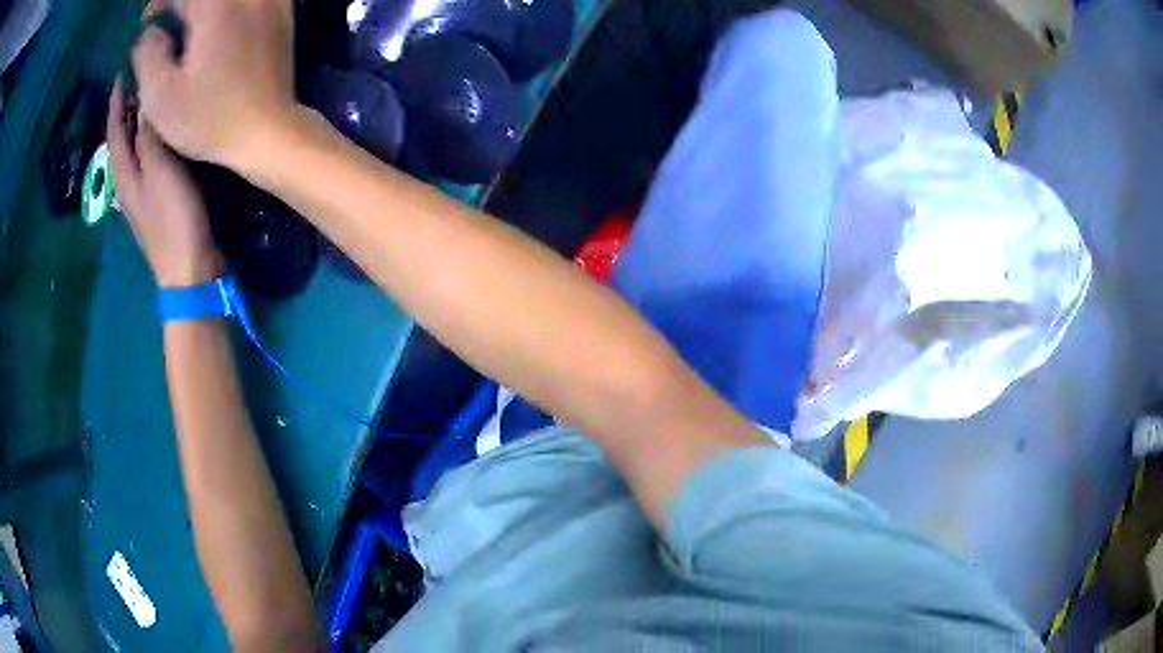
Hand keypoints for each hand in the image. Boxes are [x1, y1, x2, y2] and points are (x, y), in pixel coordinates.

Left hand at [108, 79, 224, 286]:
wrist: (188, 269)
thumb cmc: (173, 218)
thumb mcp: (160, 171)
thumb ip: (150, 137)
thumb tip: (145, 101)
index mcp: (124, 174)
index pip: (114, 131)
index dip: (115, 103)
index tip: (119, 76)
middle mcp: (127, 183)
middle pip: (120, 141)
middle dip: (125, 112)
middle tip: (138, 81)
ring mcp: (141, 195)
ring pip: (133, 151)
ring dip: (136, 126)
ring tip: (149, 100)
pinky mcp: (156, 201)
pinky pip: (146, 161)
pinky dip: (149, 141)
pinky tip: (161, 135)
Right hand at [132, 0, 296, 168]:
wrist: (267, 131)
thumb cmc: (208, 118)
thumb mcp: (161, 96)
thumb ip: (147, 55)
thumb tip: (149, 33)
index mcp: (216, 8)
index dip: (160, 2)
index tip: (148, 18)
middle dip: (182, 5)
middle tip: (165, 22)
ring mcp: (271, 2)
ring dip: (201, 8)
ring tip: (186, 26)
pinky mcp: (283, 14)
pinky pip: (251, 0)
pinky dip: (227, 8)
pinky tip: (215, 25)